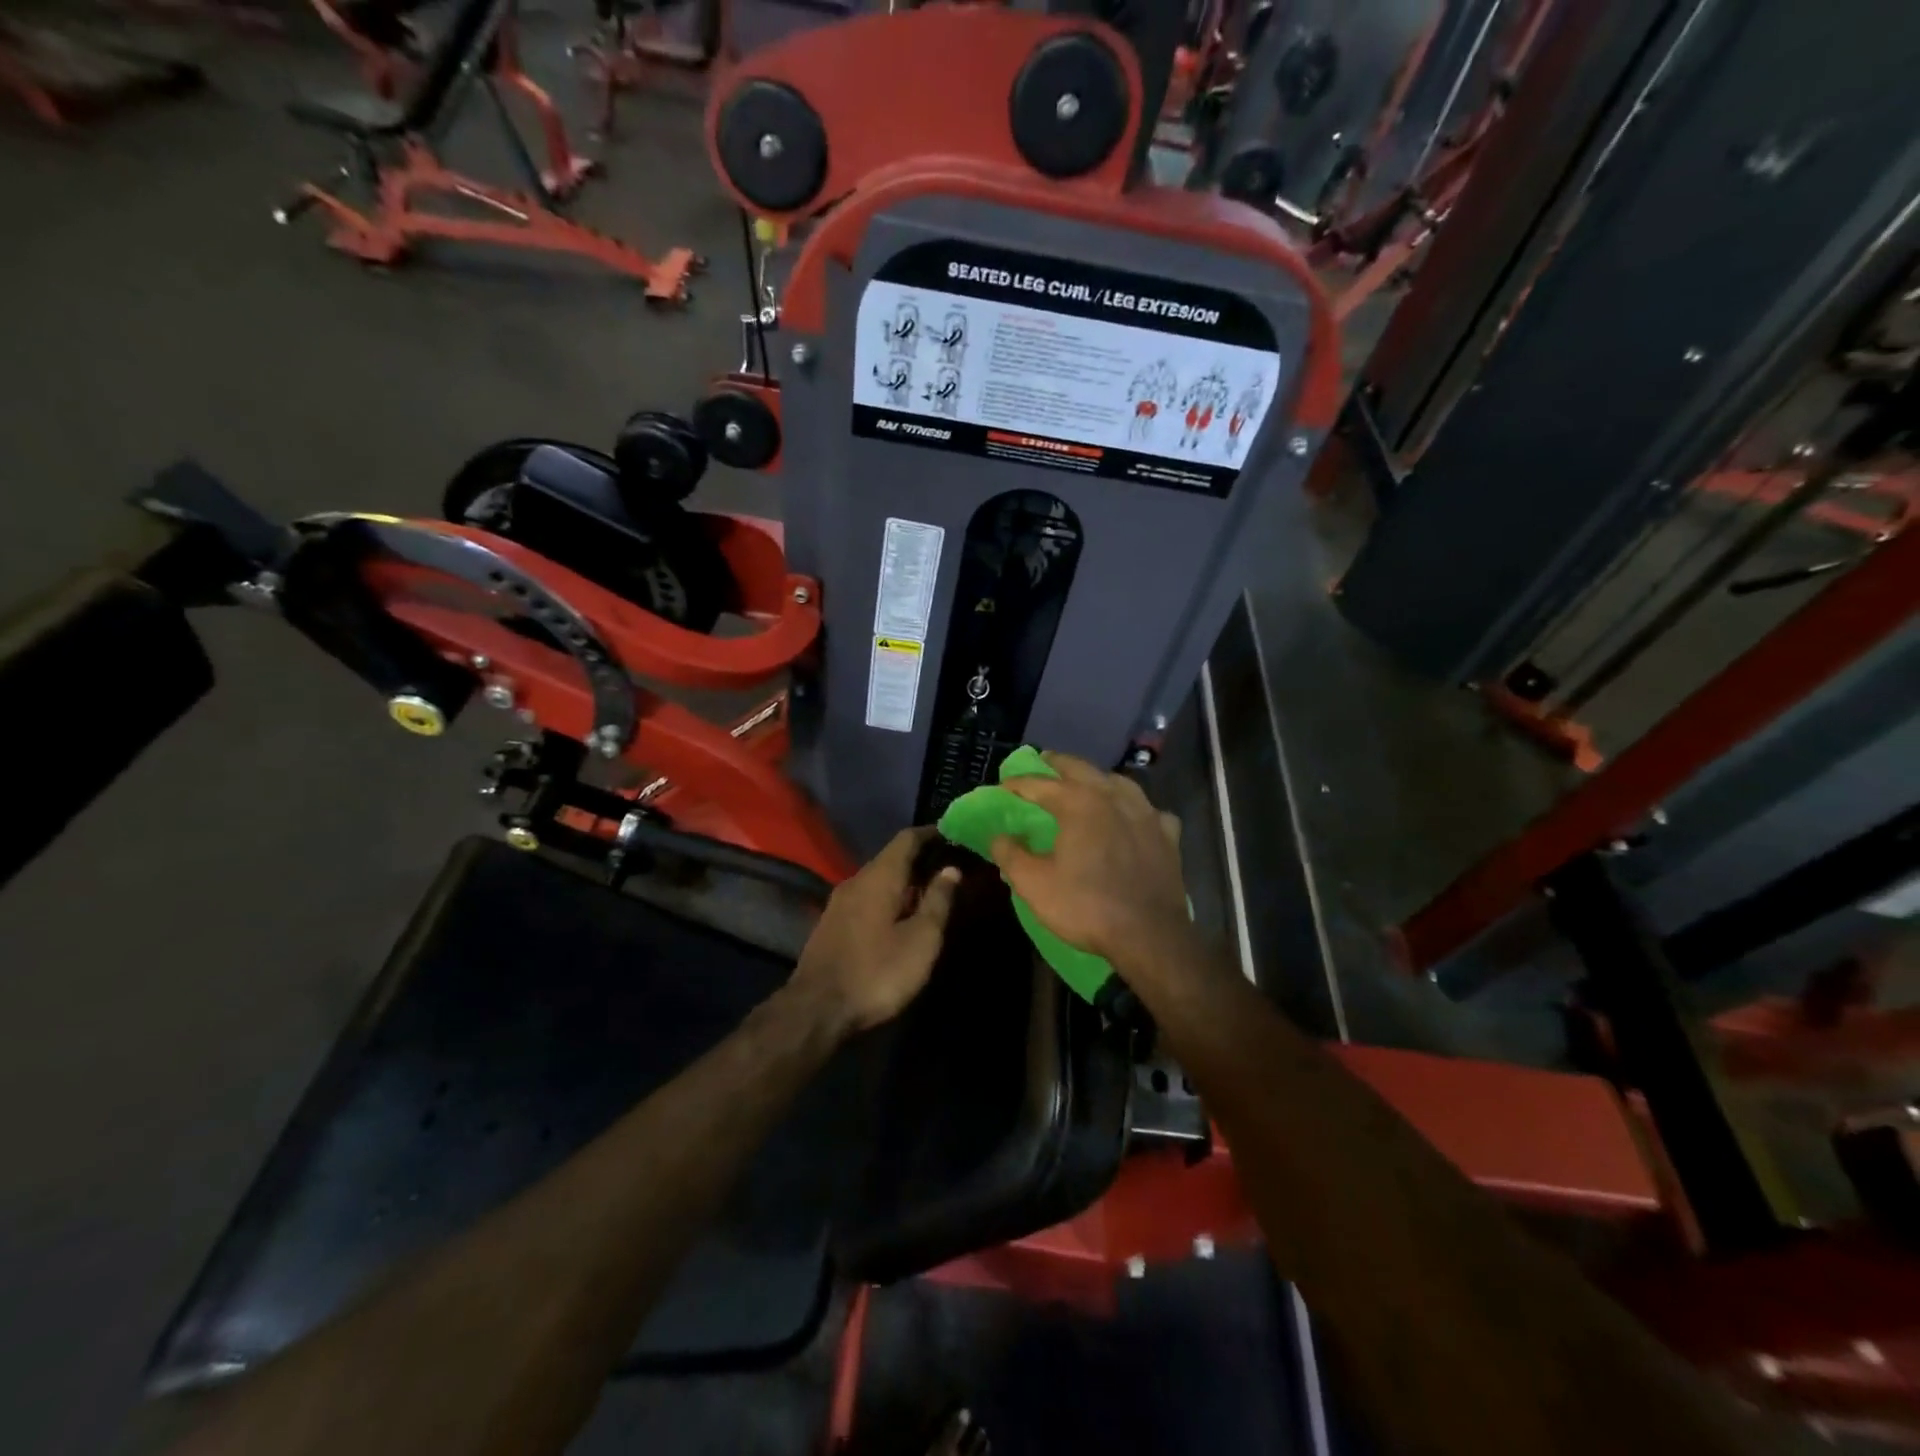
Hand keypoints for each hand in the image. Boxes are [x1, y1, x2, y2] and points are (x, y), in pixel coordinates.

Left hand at [790, 829, 961, 1032]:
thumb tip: (951, 869)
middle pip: (890, 857)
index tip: (953, 834)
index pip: (906, 839)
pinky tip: (899, 914)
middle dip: (919, 858)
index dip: (930, 833)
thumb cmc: (877, 972)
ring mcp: (839, 902)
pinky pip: (866, 897)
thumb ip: (938, 901)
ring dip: (903, 880)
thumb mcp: (921, 940)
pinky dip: (887, 897)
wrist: (816, 1010)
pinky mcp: (831, 923)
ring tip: (928, 890)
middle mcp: (856, 880)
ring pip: (877, 879)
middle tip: (948, 865)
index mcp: (879, 876)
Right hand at [989, 753, 1189, 966]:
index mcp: (1078, 803)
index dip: (1019, 783)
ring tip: (1087, 782)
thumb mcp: (1035, 885)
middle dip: (1059, 764)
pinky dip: (1136, 808)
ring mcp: (1146, 814)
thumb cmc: (1086, 907)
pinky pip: (1150, 811)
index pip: (1040, 785)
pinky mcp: (1168, 835)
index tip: (1003, 784)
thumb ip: (1011, 855)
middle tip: (1043, 760)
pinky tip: (1133, 817)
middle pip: (1082, 769)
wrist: (1149, 936)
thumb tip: (997, 836)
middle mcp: (1113, 797)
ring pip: (1119, 782)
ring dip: (1098, 778)